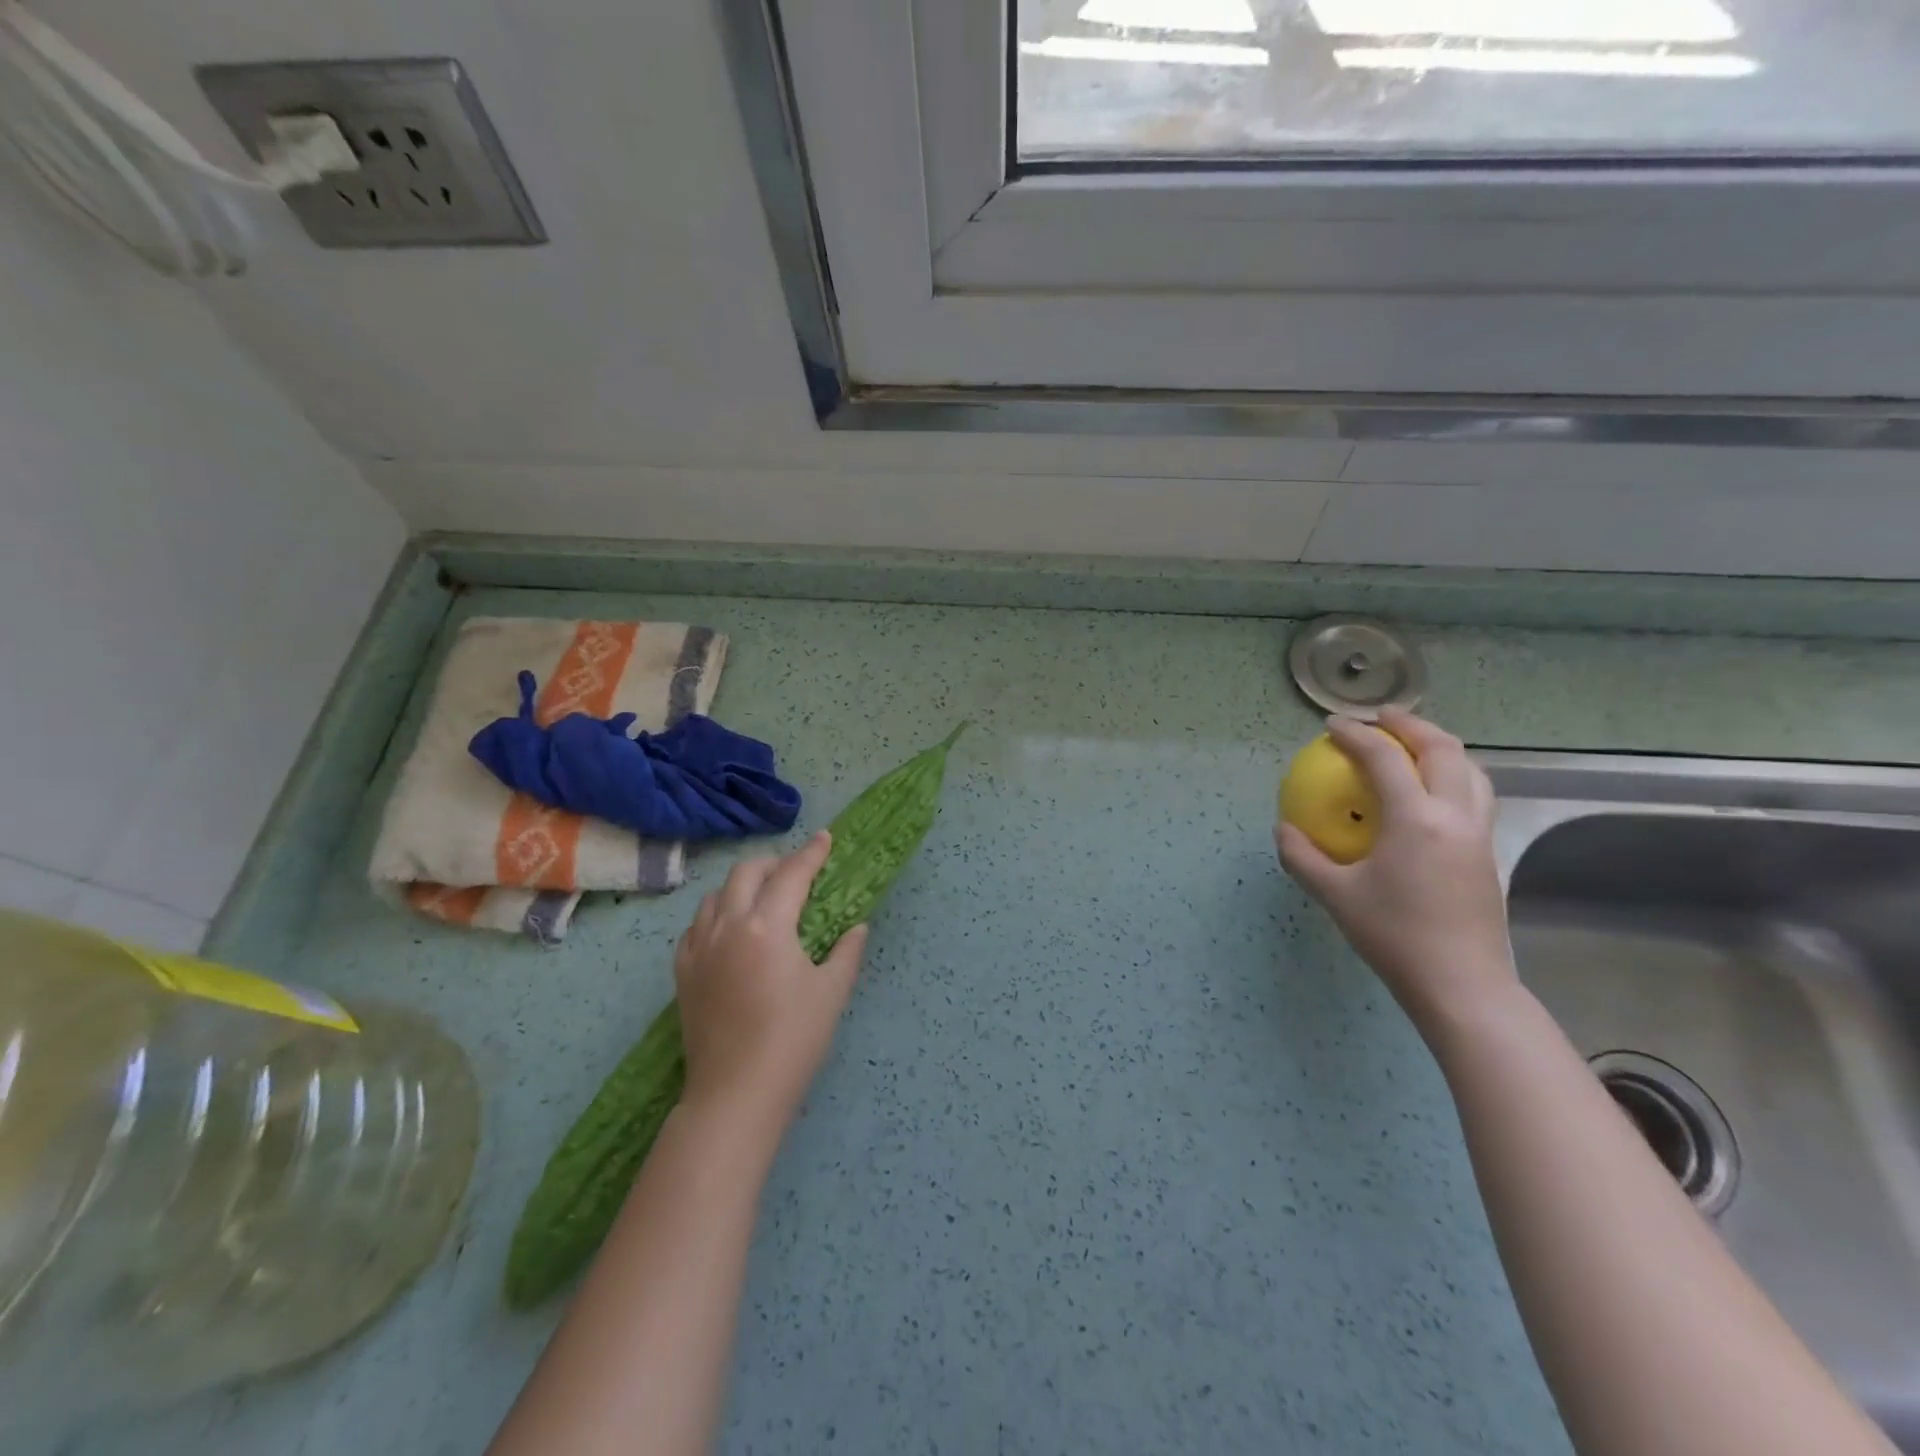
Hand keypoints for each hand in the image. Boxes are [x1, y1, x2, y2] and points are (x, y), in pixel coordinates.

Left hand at [674, 832, 867, 1129]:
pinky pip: (695, 926)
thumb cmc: (792, 1040)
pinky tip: (729, 931)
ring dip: (741, 886)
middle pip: (747, 873)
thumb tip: (857, 927)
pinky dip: (716, 915)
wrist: (735, 1094)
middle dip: (774, 864)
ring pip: (716, 896)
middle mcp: (728, 926)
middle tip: (796, 872)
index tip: (825, 838)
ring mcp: (699, 948)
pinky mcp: (683, 972)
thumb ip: (846, 951)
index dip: (811, 853)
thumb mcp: (831, 992)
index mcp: (768, 926)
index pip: (792, 875)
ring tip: (762, 899)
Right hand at [1276, 709, 1516, 1031]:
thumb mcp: (1334, 895)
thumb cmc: (1393, 936)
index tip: (1332, 727)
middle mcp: (1455, 816)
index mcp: (1416, 820)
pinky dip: (1454, 775)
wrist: (1461, 984)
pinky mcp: (1488, 853)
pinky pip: (1476, 795)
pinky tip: (1431, 792)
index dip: (1355, 735)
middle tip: (1381, 718)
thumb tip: (1284, 827)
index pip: (1385, 758)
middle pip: (1443, 750)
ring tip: (1412, 744)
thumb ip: (1302, 856)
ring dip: (1441, 747)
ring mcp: (1479, 834)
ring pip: (1471, 770)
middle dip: (1411, 725)